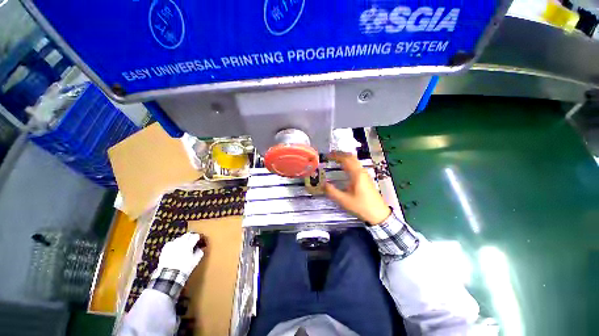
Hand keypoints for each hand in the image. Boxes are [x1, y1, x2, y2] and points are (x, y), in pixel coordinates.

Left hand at [157, 232, 205, 275]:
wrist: (169, 275)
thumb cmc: (184, 268)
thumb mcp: (195, 261)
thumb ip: (200, 252)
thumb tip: (201, 248)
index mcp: (188, 244)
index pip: (196, 236)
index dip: (199, 238)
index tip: (200, 240)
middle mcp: (180, 242)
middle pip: (187, 235)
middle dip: (191, 237)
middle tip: (194, 241)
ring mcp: (171, 245)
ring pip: (179, 238)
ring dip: (183, 240)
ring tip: (185, 245)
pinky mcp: (165, 249)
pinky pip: (171, 243)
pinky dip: (174, 244)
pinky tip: (175, 248)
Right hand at [325, 153, 390, 224]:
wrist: (379, 214)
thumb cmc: (361, 206)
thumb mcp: (344, 200)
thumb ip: (332, 191)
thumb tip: (322, 184)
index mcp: (356, 174)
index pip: (345, 159)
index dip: (336, 156)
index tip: (327, 155)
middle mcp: (361, 171)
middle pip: (351, 157)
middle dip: (340, 154)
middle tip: (330, 155)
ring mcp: (365, 174)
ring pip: (355, 161)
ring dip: (345, 158)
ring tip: (336, 160)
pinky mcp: (367, 178)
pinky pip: (357, 166)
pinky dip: (349, 163)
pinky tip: (345, 169)